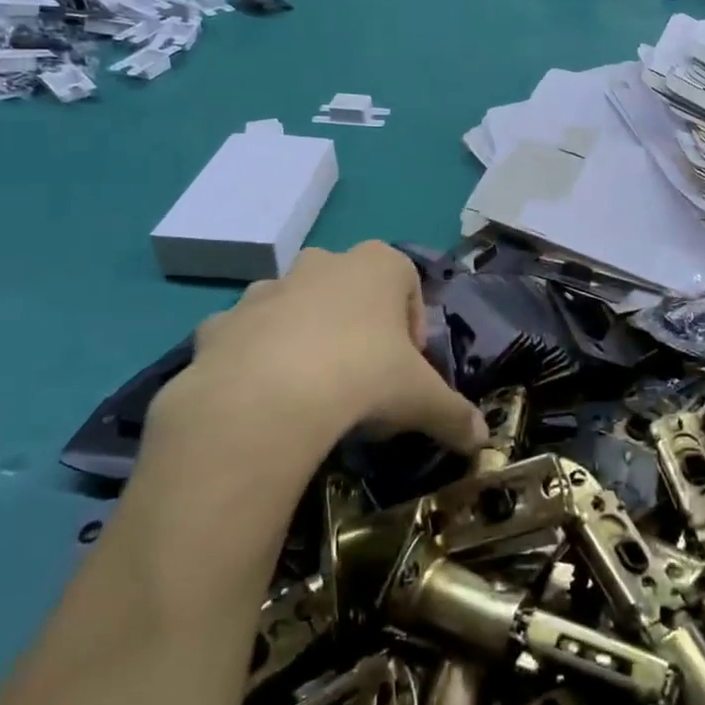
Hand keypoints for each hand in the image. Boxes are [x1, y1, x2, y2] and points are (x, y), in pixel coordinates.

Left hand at [146, 244, 484, 472]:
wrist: (265, 398)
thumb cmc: (363, 377)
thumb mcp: (423, 400)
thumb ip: (456, 416)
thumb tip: (482, 441)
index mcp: (377, 265)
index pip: (408, 284)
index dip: (412, 329)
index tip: (407, 369)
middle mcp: (322, 263)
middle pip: (349, 291)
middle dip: (358, 328)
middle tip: (363, 381)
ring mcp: (268, 289)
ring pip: (296, 308)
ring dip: (306, 340)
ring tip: (312, 396)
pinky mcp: (221, 322)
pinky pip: (247, 337)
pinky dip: (256, 361)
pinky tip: (265, 402)